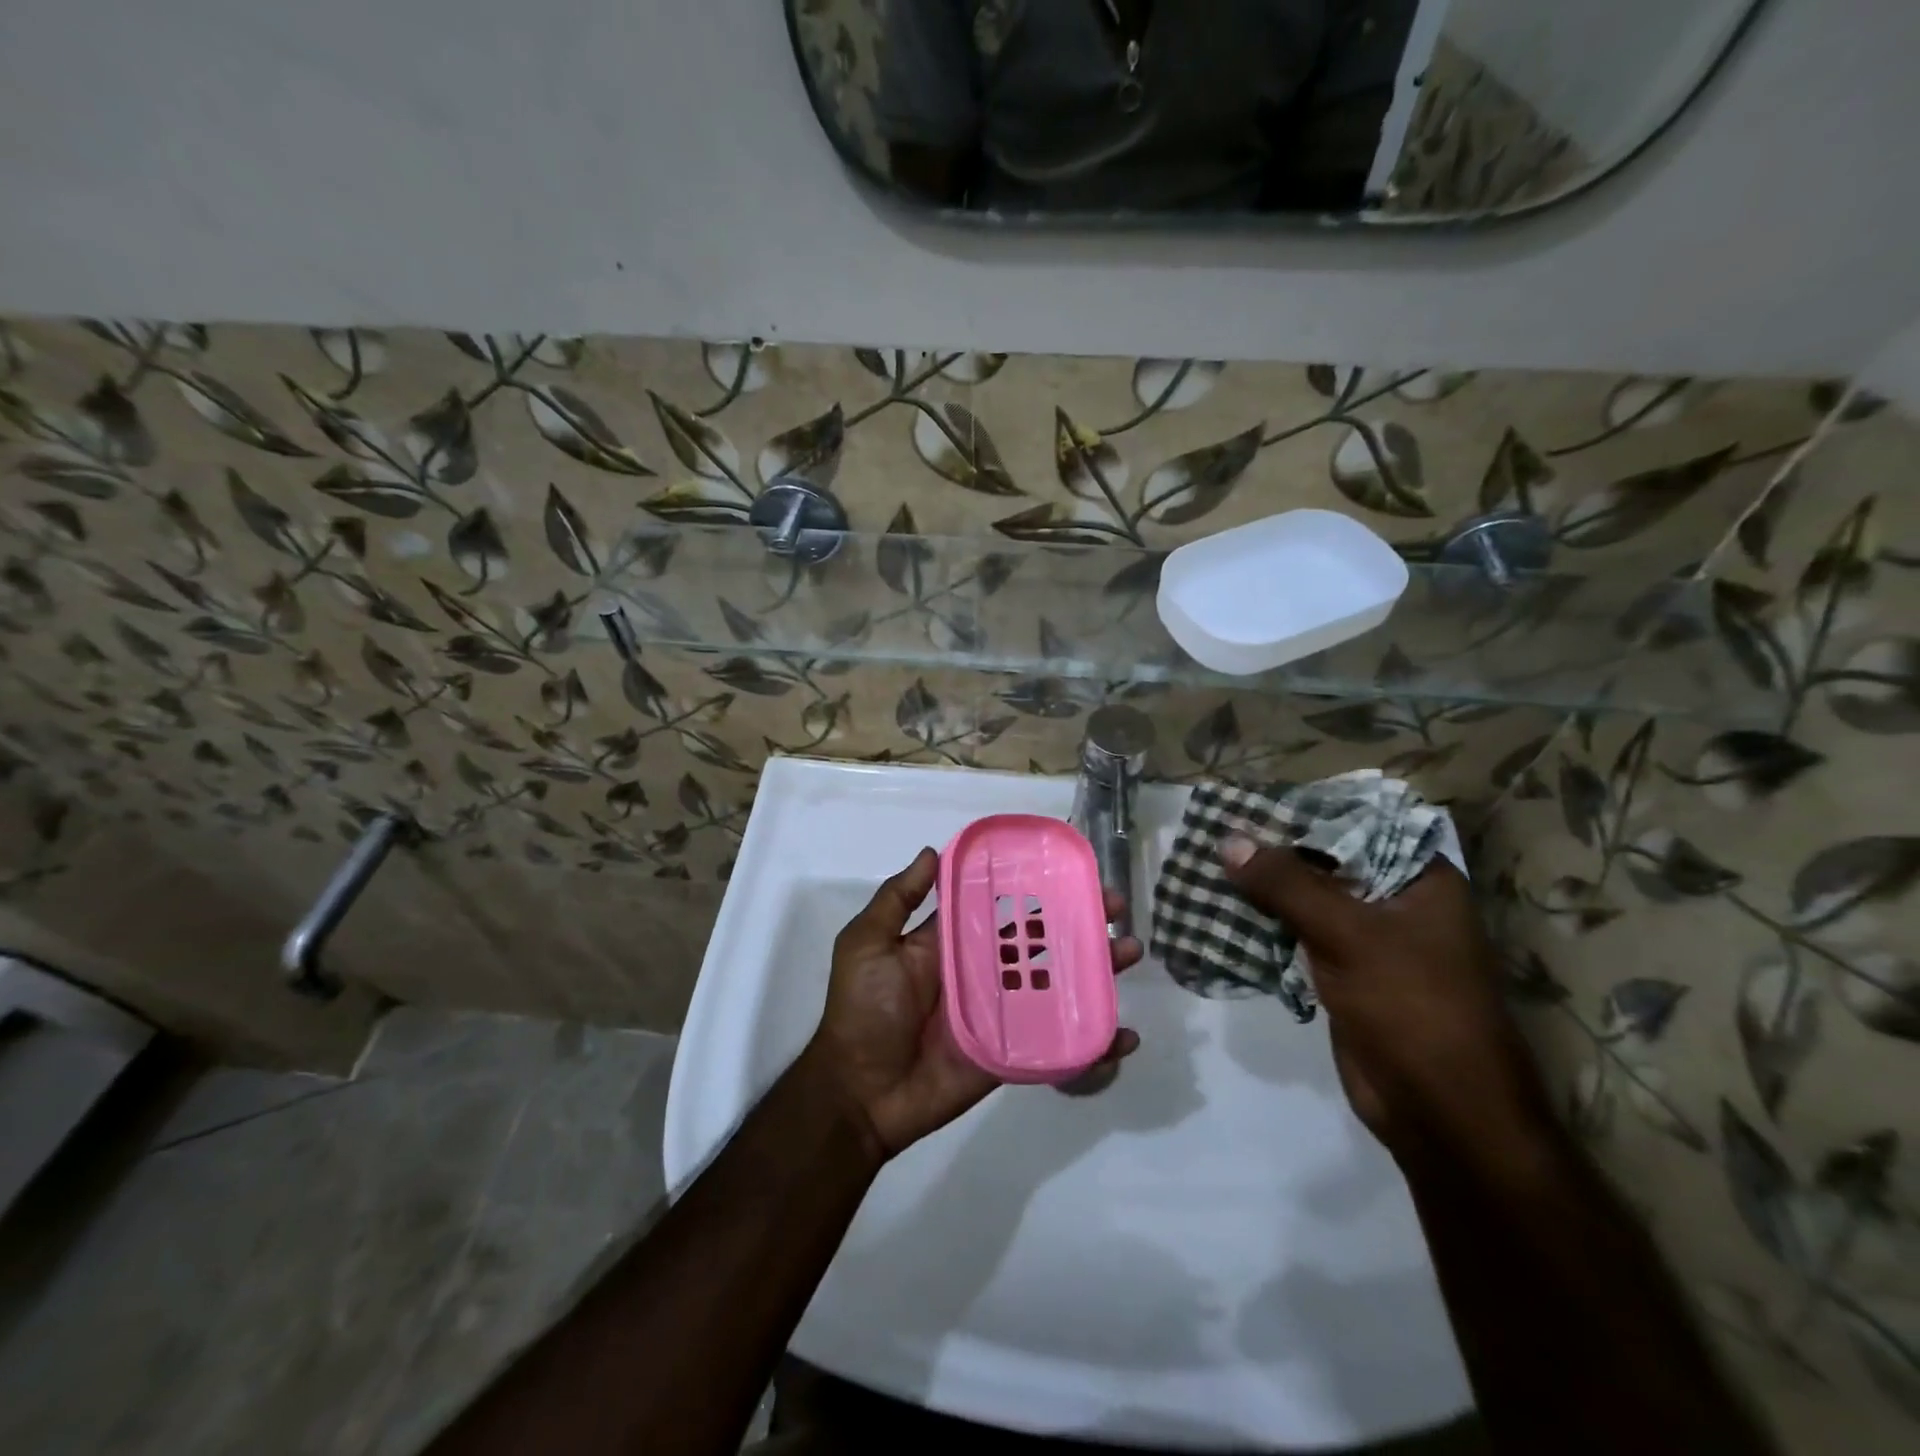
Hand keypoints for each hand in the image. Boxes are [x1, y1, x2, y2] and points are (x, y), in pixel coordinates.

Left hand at [804, 847, 1142, 1159]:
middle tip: (1116, 906)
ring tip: (1130, 950)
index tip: (1069, 868)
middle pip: (1040, 940)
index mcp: (952, 942)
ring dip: (1096, 968)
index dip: (1033, 886)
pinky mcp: (1015, 1052)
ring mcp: (1003, 1012)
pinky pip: (1059, 1042)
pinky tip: (1125, 1032)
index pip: (1000, 905)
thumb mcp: (866, 943)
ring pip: (1058, 983)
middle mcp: (983, 970)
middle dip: (1078, 920)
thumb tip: (933, 851)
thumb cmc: (862, 1011)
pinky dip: (1094, 1040)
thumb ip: (897, 900)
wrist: (861, 1092)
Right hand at [1221, 838, 1547, 1159]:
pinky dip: (1263, 923)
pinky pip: (1297, 933)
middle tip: (1214, 831)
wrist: (1442, 1115)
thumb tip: (1228, 841)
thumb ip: (1287, 884)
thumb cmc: (1413, 1009)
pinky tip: (1220, 909)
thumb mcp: (1349, 935)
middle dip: (1272, 850)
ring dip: (1262, 888)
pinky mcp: (1344, 972)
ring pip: (1306, 898)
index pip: (1354, 823)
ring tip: (1207, 864)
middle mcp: (1396, 900)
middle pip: (1325, 860)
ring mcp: (1369, 938)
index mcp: (1420, 877)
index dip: (1301, 810)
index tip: (1246, 801)